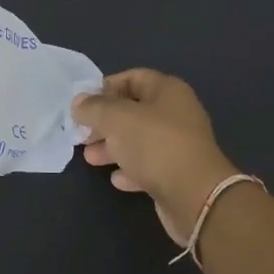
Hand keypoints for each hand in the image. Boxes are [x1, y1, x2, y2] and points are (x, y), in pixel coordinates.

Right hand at [72, 69, 239, 244]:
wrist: (194, 195)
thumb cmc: (154, 144)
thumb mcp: (116, 118)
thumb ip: (94, 108)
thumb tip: (79, 103)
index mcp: (168, 91)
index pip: (133, 77)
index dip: (106, 87)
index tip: (83, 103)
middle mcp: (176, 114)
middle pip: (134, 111)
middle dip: (105, 121)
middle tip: (82, 133)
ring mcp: (178, 145)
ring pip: (139, 140)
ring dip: (113, 147)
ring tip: (90, 157)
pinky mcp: (177, 174)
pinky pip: (149, 166)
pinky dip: (130, 170)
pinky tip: (116, 179)